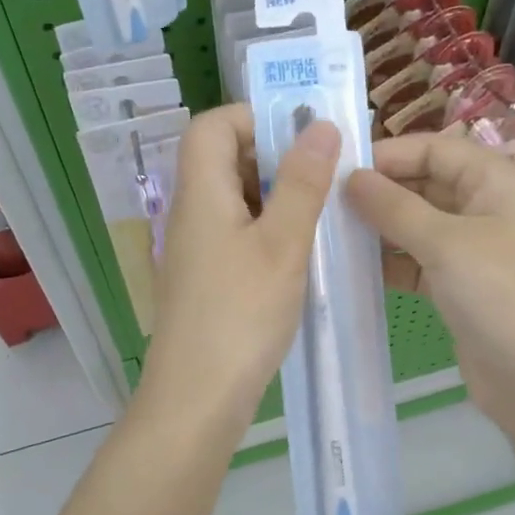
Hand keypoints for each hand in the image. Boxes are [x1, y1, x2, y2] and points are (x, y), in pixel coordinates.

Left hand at [140, 104, 339, 418]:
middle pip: (223, 158)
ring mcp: (195, 248)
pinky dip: (267, 228)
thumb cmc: (240, 315)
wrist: (197, 398)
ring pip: (234, 198)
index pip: (212, 124)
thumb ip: (302, 183)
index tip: (302, 135)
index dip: (254, 117)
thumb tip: (318, 125)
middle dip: (274, 156)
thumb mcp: (282, 244)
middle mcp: (191, 212)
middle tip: (324, 174)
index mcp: (200, 192)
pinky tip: (300, 252)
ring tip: (321, 212)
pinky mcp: (205, 278)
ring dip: (275, 195)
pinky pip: (236, 232)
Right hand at [347, 134, 514, 433]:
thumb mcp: (446, 243)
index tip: (337, 169)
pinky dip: (391, 262)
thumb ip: (395, 207)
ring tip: (331, 233)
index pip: (436, 149)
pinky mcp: (462, 286)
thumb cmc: (502, 296)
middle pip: (426, 184)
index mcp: (499, 181)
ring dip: (380, 228)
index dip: (388, 155)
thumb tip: (350, 177)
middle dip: (380, 191)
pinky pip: (419, 261)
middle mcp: (489, 208)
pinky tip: (353, 268)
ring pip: (419, 224)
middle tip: (325, 203)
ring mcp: (476, 250)